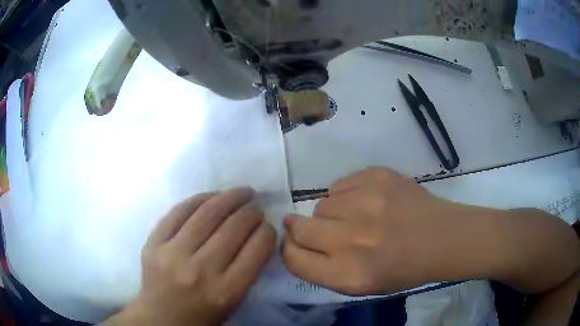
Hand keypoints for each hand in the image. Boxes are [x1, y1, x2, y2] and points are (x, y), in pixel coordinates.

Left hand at [106, 188, 276, 325]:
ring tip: (242, 192)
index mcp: (225, 291)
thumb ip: (248, 271)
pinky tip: (212, 196)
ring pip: (207, 213)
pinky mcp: (153, 243)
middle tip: (256, 208)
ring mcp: (172, 254)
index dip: (267, 231)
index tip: (268, 225)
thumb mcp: (233, 302)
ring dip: (230, 197)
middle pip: (233, 228)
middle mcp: (200, 271)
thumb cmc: (202, 316)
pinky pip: (179, 211)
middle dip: (251, 213)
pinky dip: (200, 199)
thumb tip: (258, 234)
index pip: (256, 250)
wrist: (160, 319)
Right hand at [283, 167, 451, 294]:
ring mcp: (366, 203)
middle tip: (327, 229)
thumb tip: (294, 238)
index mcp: (348, 275)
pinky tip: (369, 202)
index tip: (295, 243)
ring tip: (358, 217)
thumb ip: (322, 268)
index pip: (294, 258)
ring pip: (321, 204)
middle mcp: (352, 240)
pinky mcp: (377, 176)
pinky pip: (340, 185)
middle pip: (300, 227)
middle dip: (303, 229)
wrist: (441, 238)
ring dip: (332, 213)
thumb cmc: (401, 269)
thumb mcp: (359, 285)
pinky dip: (347, 195)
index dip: (290, 249)